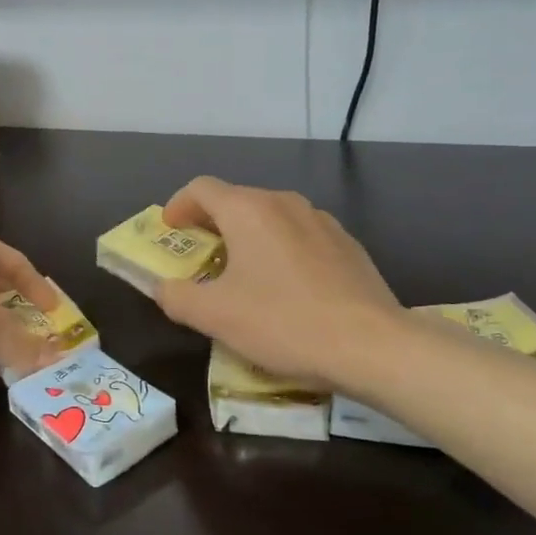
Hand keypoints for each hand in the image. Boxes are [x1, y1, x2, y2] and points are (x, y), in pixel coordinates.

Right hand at [155, 178, 402, 387]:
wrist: (372, 345)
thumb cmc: (283, 323)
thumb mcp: (214, 316)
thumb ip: (176, 296)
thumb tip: (163, 288)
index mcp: (249, 210)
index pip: (201, 189)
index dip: (178, 206)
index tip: (170, 231)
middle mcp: (285, 203)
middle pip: (237, 200)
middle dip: (211, 224)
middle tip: (199, 257)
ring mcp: (322, 221)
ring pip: (271, 218)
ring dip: (247, 237)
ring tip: (242, 274)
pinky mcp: (347, 245)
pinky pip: (300, 236)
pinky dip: (279, 250)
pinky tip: (286, 288)